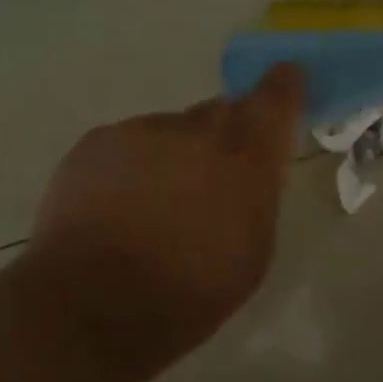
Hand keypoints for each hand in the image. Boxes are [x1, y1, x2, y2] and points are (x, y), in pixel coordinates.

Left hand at [19, 63, 304, 379]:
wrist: (95, 304)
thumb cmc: (190, 292)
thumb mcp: (252, 252)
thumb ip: (256, 195)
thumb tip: (249, 170)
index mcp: (246, 158)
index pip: (276, 99)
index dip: (284, 85)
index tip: (287, 77)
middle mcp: (198, 131)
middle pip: (221, 113)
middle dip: (223, 137)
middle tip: (211, 177)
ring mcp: (143, 130)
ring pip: (170, 131)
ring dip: (172, 155)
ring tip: (153, 206)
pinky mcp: (98, 141)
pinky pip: (128, 144)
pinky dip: (131, 166)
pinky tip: (116, 207)